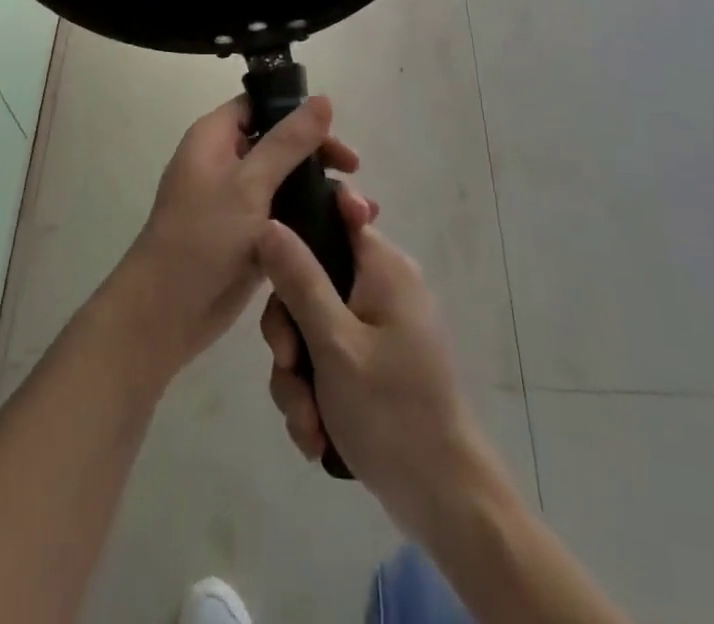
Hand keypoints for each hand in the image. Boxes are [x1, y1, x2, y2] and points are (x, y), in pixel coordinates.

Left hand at [116, 94, 375, 378]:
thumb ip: (289, 141)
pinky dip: (310, 218)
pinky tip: (345, 231)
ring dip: (320, 190)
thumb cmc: (203, 237)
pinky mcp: (245, 235)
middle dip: (317, 154)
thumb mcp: (250, 184)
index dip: (295, 111)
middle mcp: (224, 161)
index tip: (334, 129)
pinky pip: (283, 214)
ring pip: (284, 180)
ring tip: (360, 210)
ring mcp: (234, 200)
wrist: (165, 315)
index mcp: (214, 138)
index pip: (259, 105)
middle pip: (278, 142)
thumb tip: (323, 98)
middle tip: (353, 170)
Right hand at [257, 220, 505, 540]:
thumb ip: (299, 280)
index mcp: (384, 267)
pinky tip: (316, 435)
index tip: (275, 267)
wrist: (445, 500)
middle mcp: (383, 287)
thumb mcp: (334, 343)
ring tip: (307, 423)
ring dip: (299, 376)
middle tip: (288, 366)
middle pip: (312, 281)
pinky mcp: (374, 365)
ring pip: (313, 329)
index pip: (338, 213)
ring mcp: (379, 328)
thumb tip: (268, 223)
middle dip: (291, 334)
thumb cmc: (392, 410)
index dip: (300, 228)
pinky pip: (328, 360)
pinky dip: (316, 395)